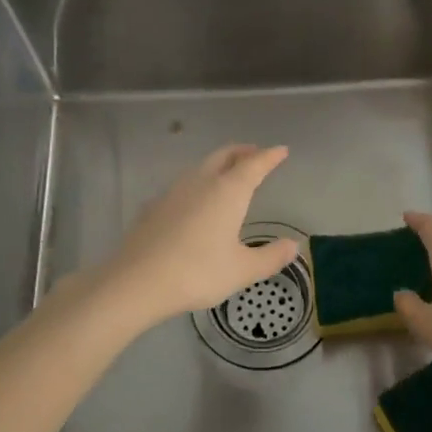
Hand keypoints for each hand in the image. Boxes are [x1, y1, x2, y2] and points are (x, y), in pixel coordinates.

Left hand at [72, 145, 298, 331]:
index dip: (270, 156)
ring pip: (202, 167)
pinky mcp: (155, 205)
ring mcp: (174, 191)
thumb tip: (293, 246)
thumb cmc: (197, 272)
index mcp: (228, 191)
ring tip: (228, 174)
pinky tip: (195, 201)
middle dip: (242, 152)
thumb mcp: (242, 270)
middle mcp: (202, 182)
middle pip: (225, 156)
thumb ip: (270, 257)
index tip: (281, 150)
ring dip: (219, 164)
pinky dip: (198, 183)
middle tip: (255, 154)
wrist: (137, 281)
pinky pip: (183, 185)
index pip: (254, 164)